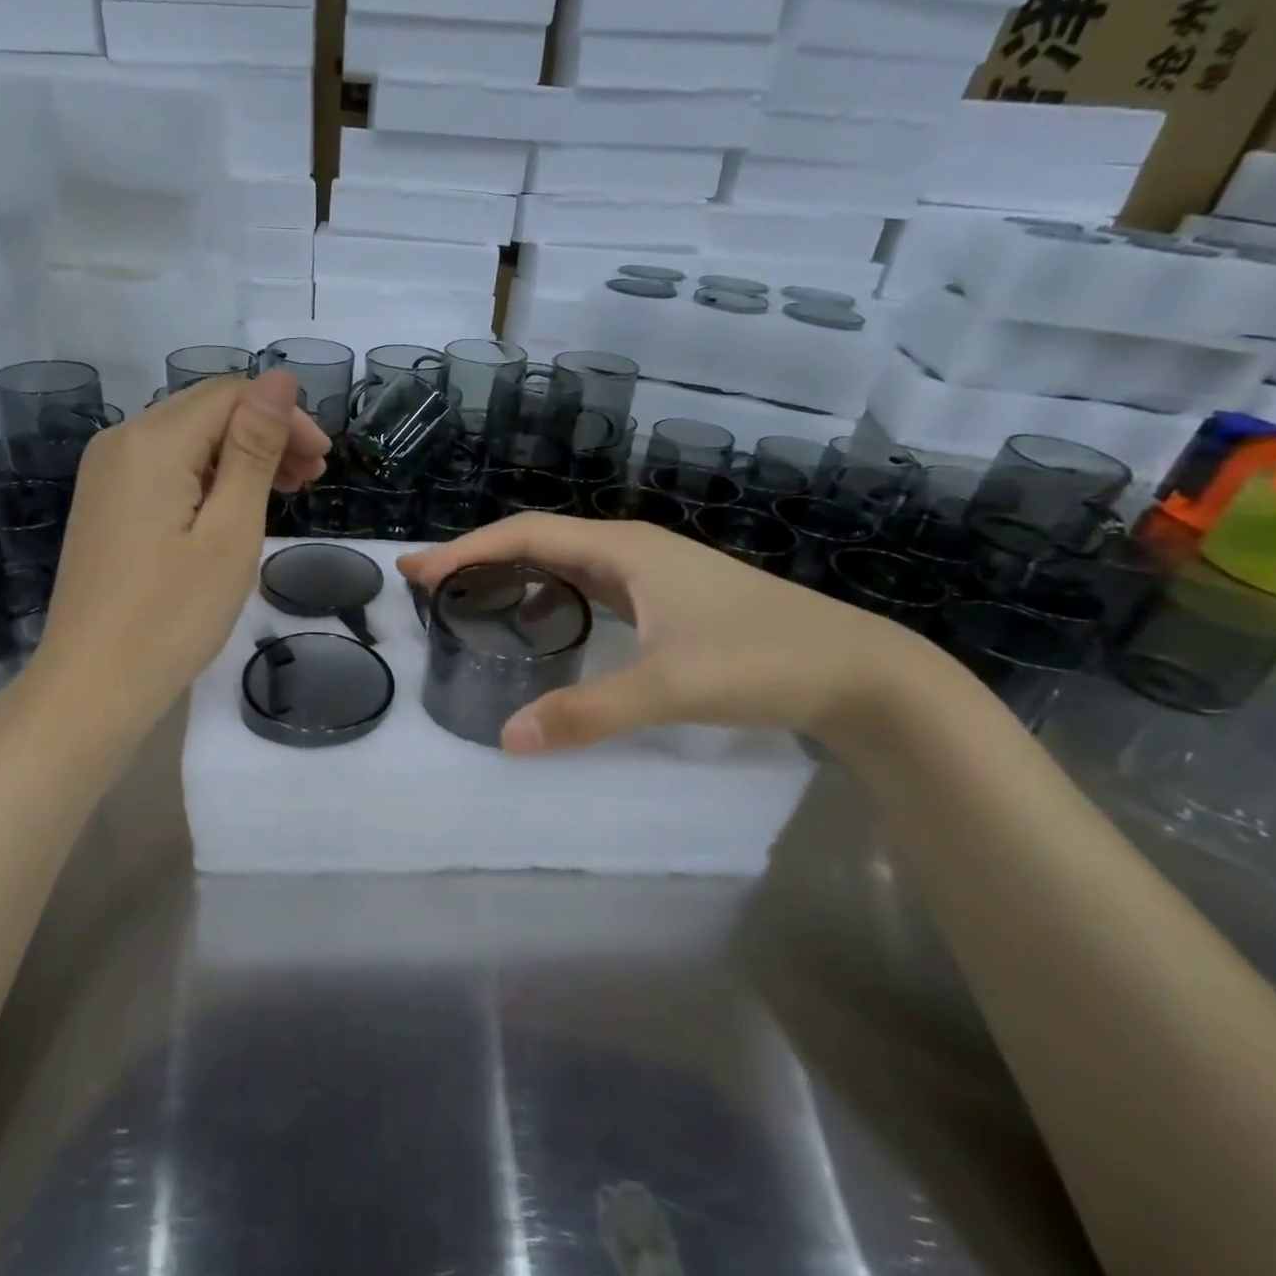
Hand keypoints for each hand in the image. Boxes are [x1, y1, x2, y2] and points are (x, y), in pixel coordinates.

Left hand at [30, 371, 329, 722]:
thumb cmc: (174, 615)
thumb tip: (279, 379)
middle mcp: (120, 441)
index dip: (284, 417)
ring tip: (286, 495)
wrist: (93, 685)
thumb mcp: (231, 530)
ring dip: (240, 457)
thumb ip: (254, 449)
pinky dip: (207, 479)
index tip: (324, 461)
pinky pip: (164, 469)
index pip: (230, 395)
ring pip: (187, 440)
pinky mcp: (104, 504)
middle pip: (206, 412)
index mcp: (152, 441)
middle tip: (312, 480)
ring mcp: (105, 473)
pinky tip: (234, 509)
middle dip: (265, 435)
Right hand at [397, 513, 934, 752]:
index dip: (465, 549)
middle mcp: (632, 549)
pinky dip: (548, 595)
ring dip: (512, 574)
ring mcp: (651, 573)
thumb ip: (587, 712)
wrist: (859, 670)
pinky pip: (587, 586)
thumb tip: (507, 739)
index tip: (416, 569)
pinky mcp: (665, 599)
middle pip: (537, 541)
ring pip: (563, 563)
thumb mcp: (670, 686)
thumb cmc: (763, 660)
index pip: (524, 536)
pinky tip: (540, 622)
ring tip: (469, 599)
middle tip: (428, 585)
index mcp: (624, 548)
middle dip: (478, 558)